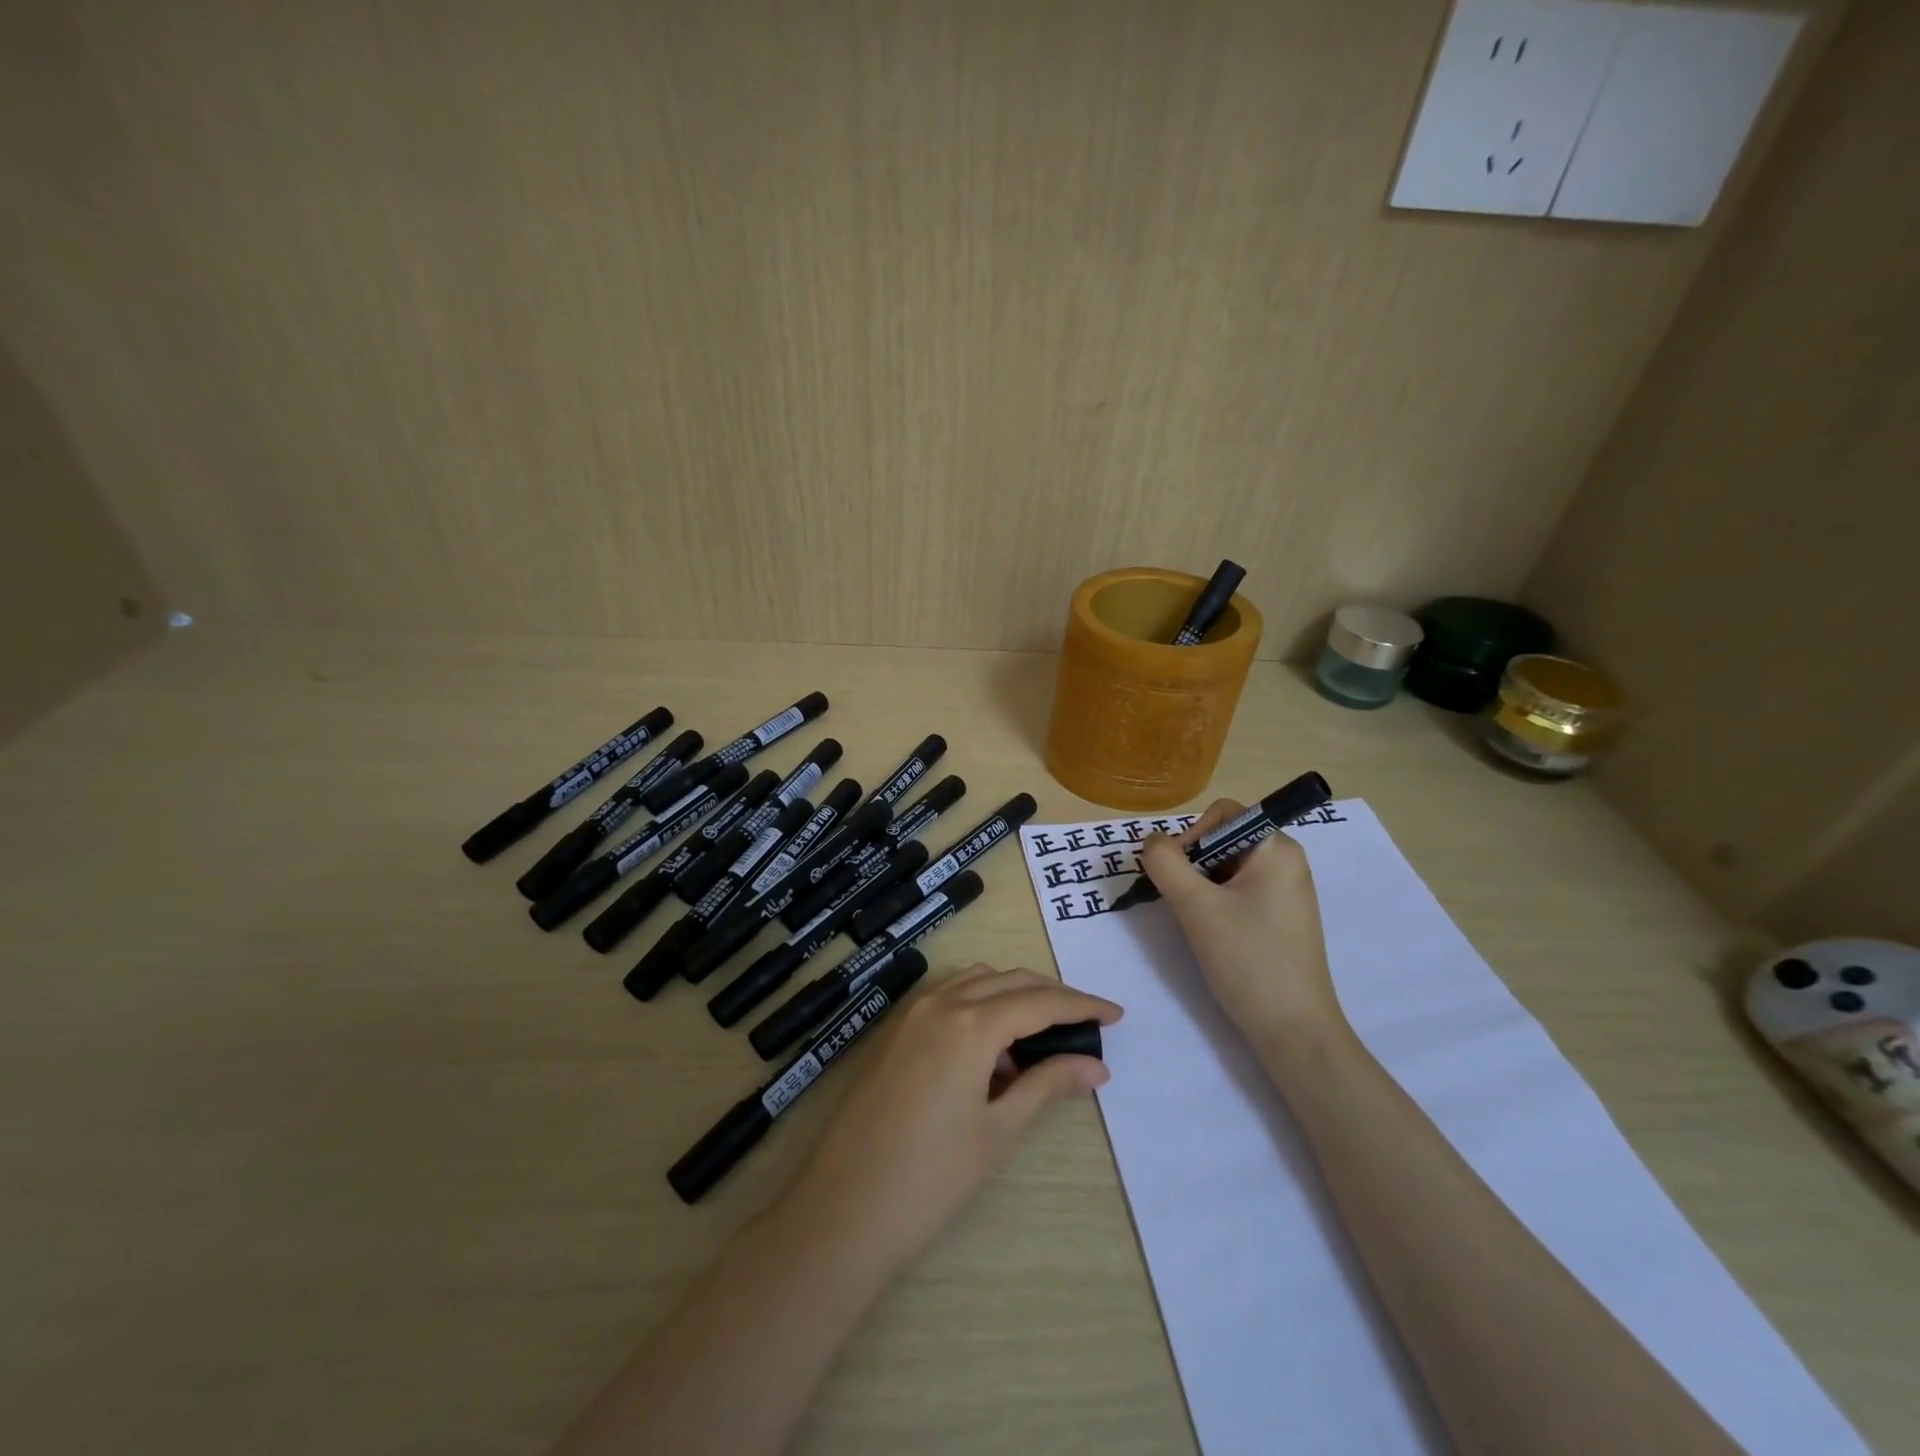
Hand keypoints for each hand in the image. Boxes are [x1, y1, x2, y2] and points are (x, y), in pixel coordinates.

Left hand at [778, 965, 1121, 1279]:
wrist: (842, 1209)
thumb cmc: (930, 1178)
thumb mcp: (998, 1130)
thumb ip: (1047, 1084)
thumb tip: (1096, 1065)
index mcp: (970, 1024)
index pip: (1039, 1001)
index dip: (1081, 1005)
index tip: (1116, 1013)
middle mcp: (940, 1003)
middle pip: (1010, 981)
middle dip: (1052, 996)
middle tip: (1086, 1024)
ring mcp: (912, 1013)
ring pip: (977, 982)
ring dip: (1014, 995)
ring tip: (1042, 1036)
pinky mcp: (895, 1030)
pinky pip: (949, 997)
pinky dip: (980, 1005)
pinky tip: (993, 1049)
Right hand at [1139, 799, 1346, 1052]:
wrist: (1294, 1031)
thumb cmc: (1248, 960)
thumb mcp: (1196, 906)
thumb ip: (1165, 863)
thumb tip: (1152, 842)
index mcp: (1277, 848)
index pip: (1222, 814)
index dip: (1191, 836)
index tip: (1177, 875)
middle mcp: (1286, 861)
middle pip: (1223, 839)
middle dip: (1194, 864)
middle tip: (1183, 902)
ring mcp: (1286, 890)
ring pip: (1226, 867)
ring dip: (1201, 886)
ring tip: (1198, 922)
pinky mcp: (1280, 917)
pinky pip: (1239, 891)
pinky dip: (1216, 903)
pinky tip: (1213, 933)